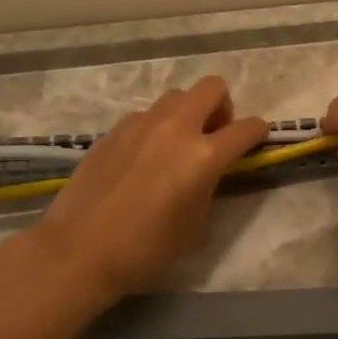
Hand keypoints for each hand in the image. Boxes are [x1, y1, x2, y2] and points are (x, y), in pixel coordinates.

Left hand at [34, 77, 266, 299]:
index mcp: (203, 156)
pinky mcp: (114, 131)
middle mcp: (176, 128)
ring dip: (188, 113)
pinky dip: (156, 127)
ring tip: (178, 145)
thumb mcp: (196, 225)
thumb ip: (210, 188)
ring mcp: (141, 124)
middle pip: (212, 88)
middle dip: (223, 106)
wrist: (79, 250)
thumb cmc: (146, 248)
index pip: (245, 129)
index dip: (258, 132)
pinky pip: (146, 115)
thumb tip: (208, 174)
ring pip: (176, 97)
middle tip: (214, 135)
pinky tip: (144, 157)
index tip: (257, 138)